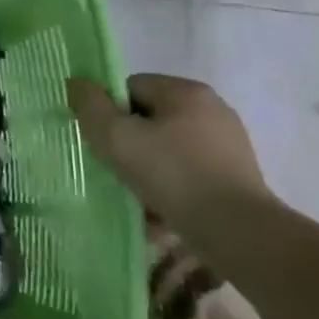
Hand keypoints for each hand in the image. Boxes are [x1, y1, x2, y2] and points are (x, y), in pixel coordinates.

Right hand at [68, 74, 268, 224]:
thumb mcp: (116, 136)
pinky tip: (163, 212)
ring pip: (169, 149)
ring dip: (150, 169)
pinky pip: (190, 174)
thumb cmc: (174, 175)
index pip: (131, 88)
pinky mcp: (239, 178)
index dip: (110, 113)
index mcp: (186, 91)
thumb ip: (90, 105)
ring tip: (139, 198)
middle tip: (118, 170)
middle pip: (150, 118)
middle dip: (131, 144)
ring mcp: (229, 145)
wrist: (241, 235)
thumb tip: (78, 83)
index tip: (105, 143)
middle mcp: (212, 110)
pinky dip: (173, 188)